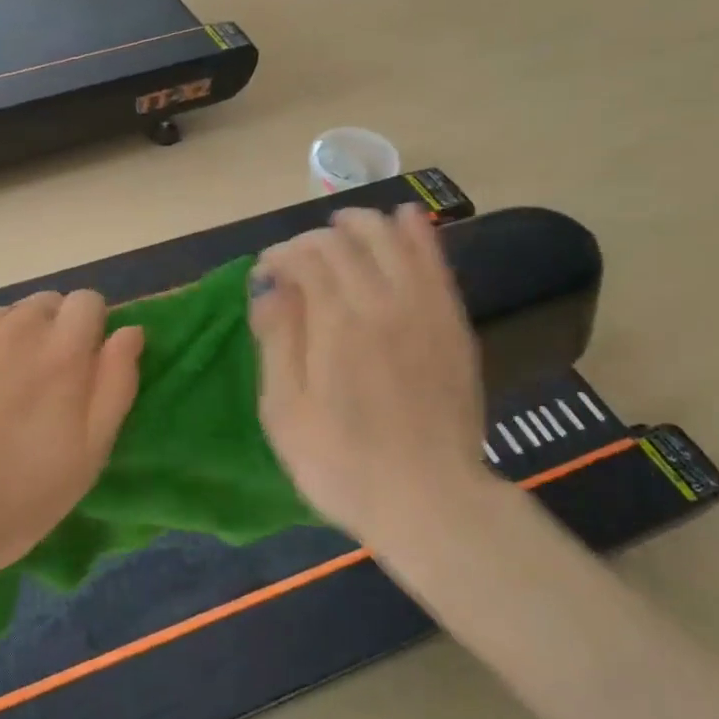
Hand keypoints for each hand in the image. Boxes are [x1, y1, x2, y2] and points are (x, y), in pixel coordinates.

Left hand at [0, 292, 143, 593]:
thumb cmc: (7, 505)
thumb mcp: (85, 460)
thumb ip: (115, 386)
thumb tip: (129, 331)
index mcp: (60, 353)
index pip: (88, 302)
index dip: (88, 330)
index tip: (78, 369)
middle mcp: (11, 328)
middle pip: (41, 306)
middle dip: (46, 336)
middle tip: (30, 392)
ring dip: (0, 346)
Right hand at [250, 205, 494, 548]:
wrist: (429, 500)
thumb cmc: (342, 464)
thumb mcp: (286, 411)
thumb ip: (277, 341)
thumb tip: (268, 286)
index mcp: (337, 322)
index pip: (307, 258)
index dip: (281, 255)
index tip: (266, 271)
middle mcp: (383, 301)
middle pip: (347, 242)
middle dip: (315, 238)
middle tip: (298, 256)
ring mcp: (425, 309)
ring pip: (394, 240)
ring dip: (365, 223)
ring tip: (344, 224)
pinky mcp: (453, 325)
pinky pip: (436, 263)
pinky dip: (419, 234)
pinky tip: (406, 218)